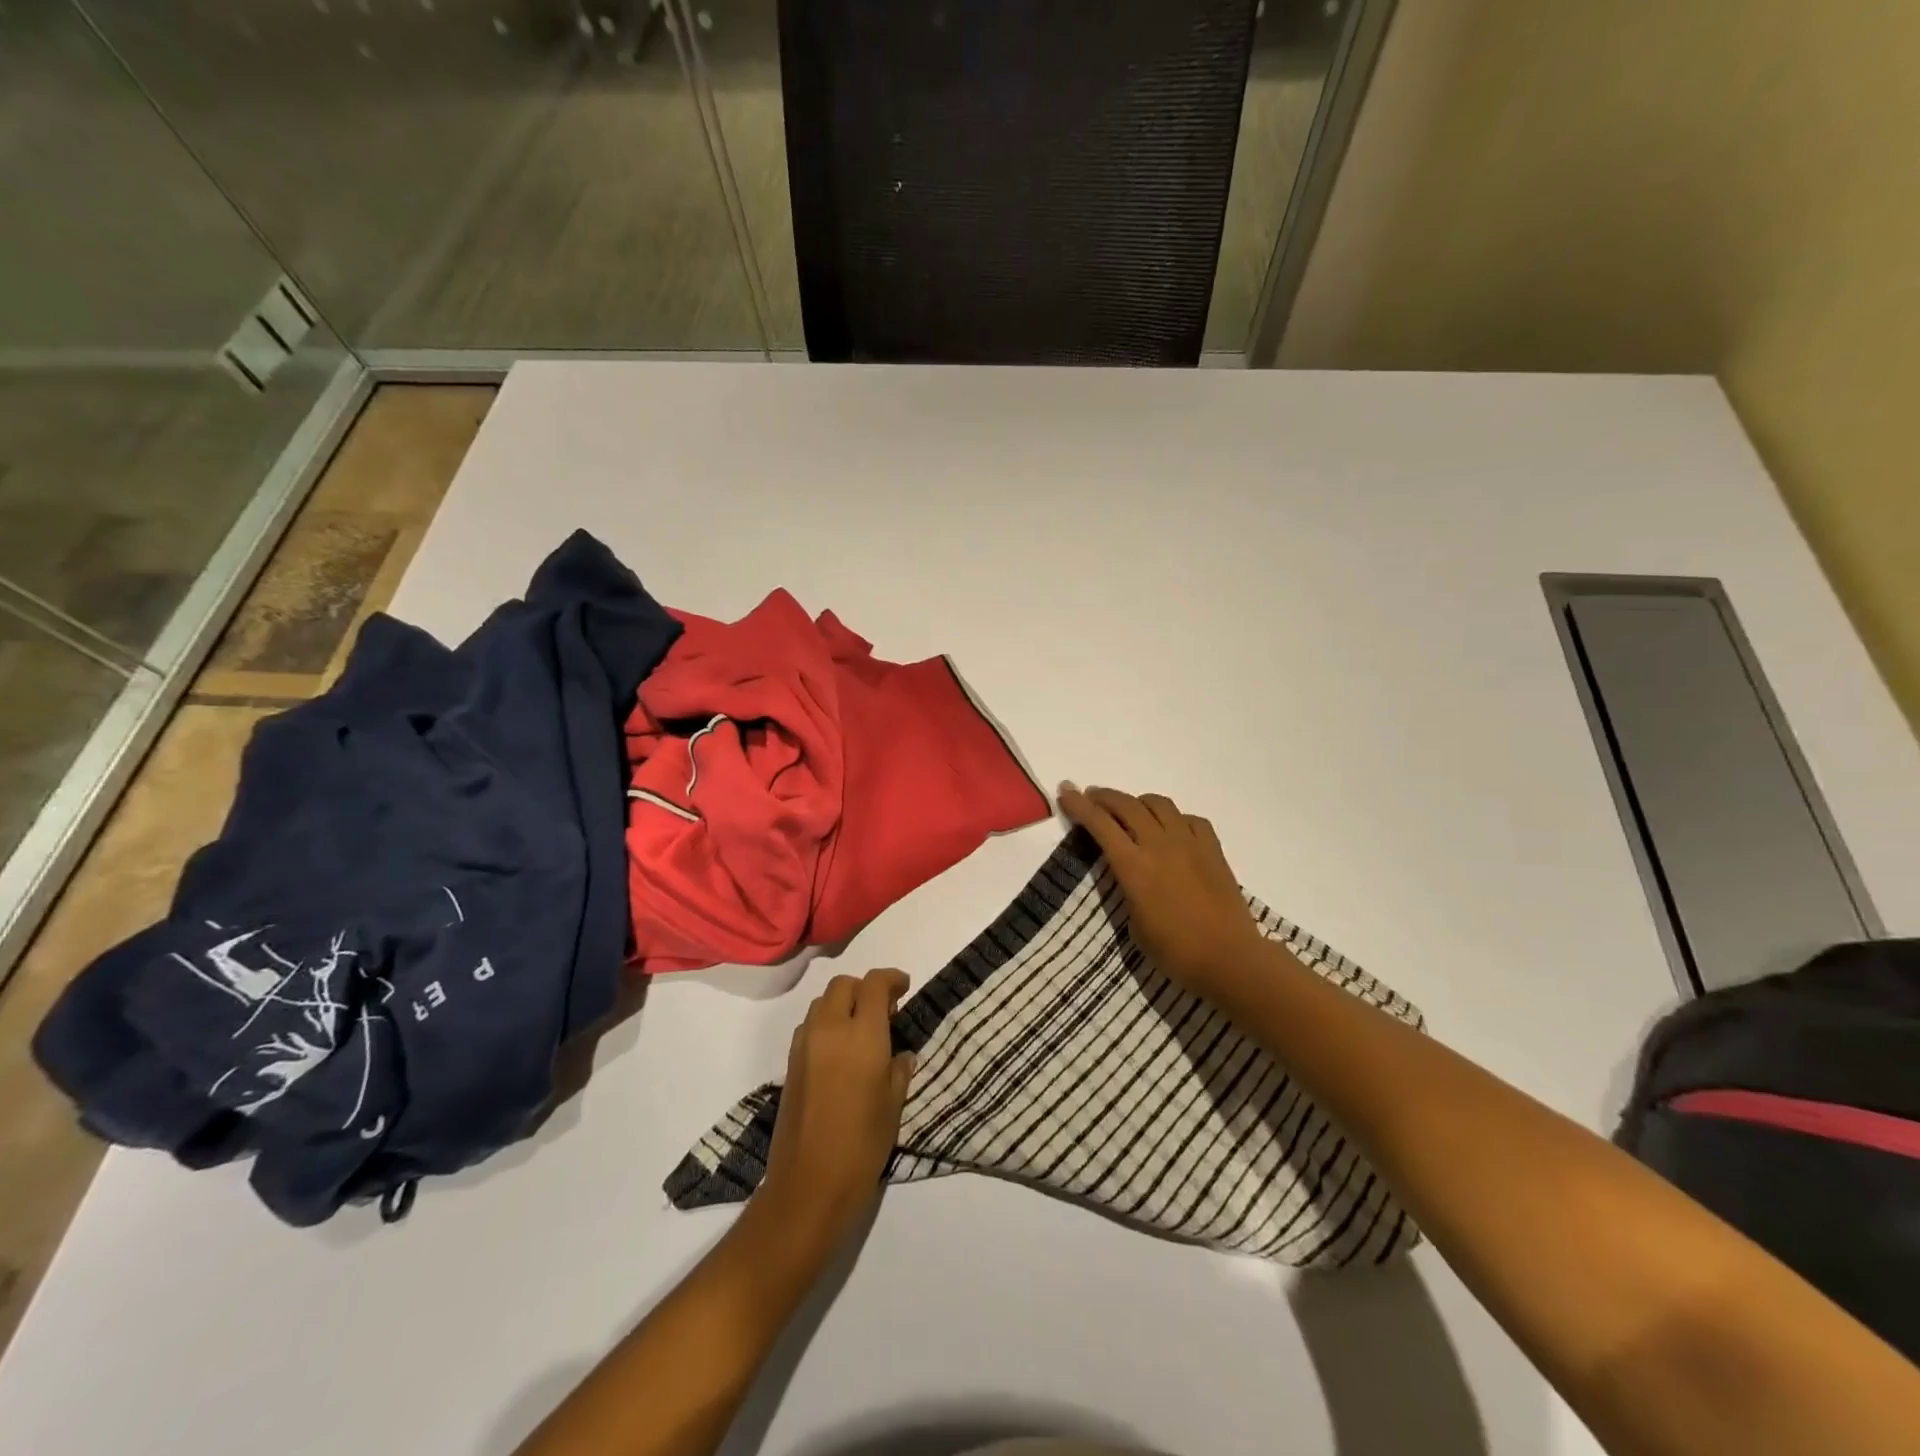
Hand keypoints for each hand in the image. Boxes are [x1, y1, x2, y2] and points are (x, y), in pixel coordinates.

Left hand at [758, 968, 915, 1247]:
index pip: (874, 984)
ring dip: (843, 1003)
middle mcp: (830, 1029)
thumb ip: (899, 1070)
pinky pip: (810, 1025)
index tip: (904, 987)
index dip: (892, 978)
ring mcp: (805, 1045)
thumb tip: (901, 1054)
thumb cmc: (862, 1146)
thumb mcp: (894, 1107)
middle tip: (885, 1010)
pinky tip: (840, 1051)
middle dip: (865, 988)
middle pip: (844, 985)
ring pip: (822, 1002)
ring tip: (861, 1029)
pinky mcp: (790, 1064)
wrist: (808, 1186)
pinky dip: (826, 1023)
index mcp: (862, 1035)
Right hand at [1059, 783, 1267, 1000]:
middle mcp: (1160, 845)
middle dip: (1104, 797)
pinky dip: (1174, 818)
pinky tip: (1172, 829)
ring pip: (1159, 804)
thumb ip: (1128, 889)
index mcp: (1134, 866)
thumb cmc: (1175, 952)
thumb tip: (1130, 873)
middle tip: (1092, 796)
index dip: (1079, 805)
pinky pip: (1190, 819)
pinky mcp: (1213, 849)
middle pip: (1127, 805)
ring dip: (1138, 801)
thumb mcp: (1134, 924)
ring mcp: (1189, 843)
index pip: (1100, 824)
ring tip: (1130, 809)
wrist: (1230, 959)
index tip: (1066, 790)